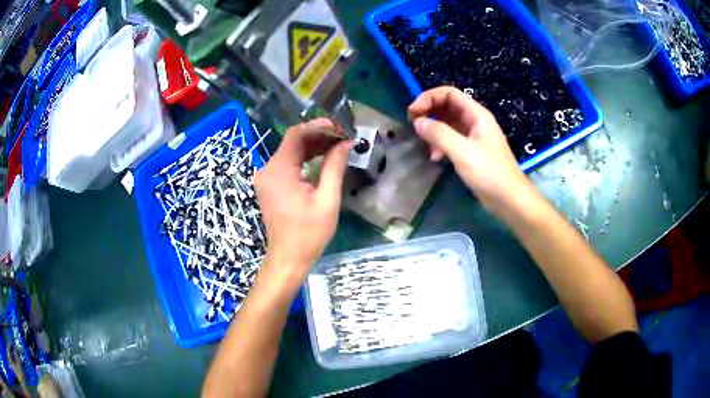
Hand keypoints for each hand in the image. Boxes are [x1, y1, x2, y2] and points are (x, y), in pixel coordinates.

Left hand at [254, 119, 351, 277]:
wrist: (288, 258)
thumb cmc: (309, 233)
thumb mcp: (327, 199)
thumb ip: (334, 166)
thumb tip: (346, 143)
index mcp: (279, 171)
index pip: (296, 135)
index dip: (317, 126)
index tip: (339, 127)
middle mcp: (267, 169)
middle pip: (292, 142)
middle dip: (317, 136)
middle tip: (342, 137)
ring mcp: (266, 178)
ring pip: (290, 152)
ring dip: (312, 147)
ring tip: (337, 146)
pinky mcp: (269, 185)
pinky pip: (286, 164)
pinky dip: (303, 159)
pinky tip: (321, 159)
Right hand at [408, 86, 532, 213]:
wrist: (508, 198)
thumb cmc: (489, 172)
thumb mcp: (462, 151)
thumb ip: (439, 134)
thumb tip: (418, 122)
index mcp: (476, 114)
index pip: (449, 93)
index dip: (429, 97)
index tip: (413, 112)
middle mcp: (474, 121)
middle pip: (447, 106)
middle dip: (429, 112)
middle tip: (413, 125)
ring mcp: (473, 136)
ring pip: (448, 124)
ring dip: (433, 130)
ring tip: (423, 144)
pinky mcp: (471, 151)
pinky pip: (451, 140)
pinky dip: (440, 144)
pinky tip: (435, 158)